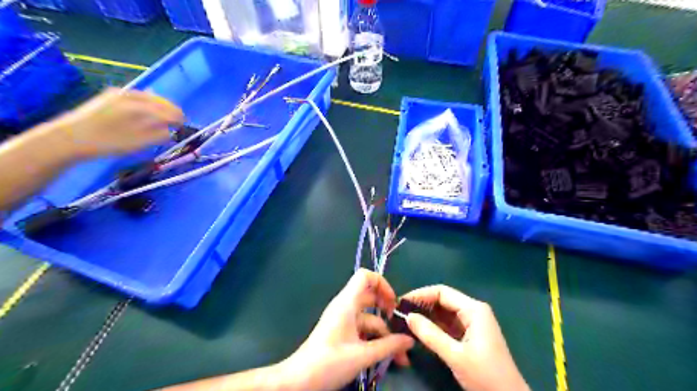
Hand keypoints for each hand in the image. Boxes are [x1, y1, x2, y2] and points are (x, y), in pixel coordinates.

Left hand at [52, 87, 183, 158]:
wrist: (70, 137)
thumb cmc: (108, 143)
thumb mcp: (138, 143)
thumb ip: (159, 135)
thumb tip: (172, 130)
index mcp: (141, 108)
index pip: (169, 111)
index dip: (179, 119)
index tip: (184, 126)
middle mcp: (133, 96)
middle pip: (161, 101)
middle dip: (171, 111)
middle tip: (177, 121)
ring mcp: (120, 93)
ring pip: (150, 97)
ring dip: (161, 107)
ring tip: (165, 117)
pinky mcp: (111, 95)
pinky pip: (138, 96)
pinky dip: (148, 103)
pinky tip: (148, 111)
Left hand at [280, 269, 411, 390]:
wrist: (298, 381)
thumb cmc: (329, 363)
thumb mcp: (362, 355)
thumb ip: (389, 346)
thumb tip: (410, 340)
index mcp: (347, 303)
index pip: (365, 276)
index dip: (382, 284)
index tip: (394, 304)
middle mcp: (345, 306)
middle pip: (370, 298)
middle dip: (388, 312)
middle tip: (402, 328)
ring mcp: (343, 320)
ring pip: (369, 318)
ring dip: (385, 334)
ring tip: (401, 357)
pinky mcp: (341, 333)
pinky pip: (362, 329)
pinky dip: (374, 340)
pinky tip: (386, 357)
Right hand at [404, 284, 528, 390]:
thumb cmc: (485, 376)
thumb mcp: (455, 355)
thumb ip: (430, 335)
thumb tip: (408, 316)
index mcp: (474, 309)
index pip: (442, 292)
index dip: (420, 295)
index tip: (400, 303)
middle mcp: (473, 311)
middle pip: (442, 300)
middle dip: (421, 305)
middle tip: (400, 313)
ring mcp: (472, 323)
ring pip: (444, 313)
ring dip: (426, 316)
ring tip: (405, 321)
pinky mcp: (470, 335)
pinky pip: (448, 325)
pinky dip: (434, 326)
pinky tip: (419, 331)